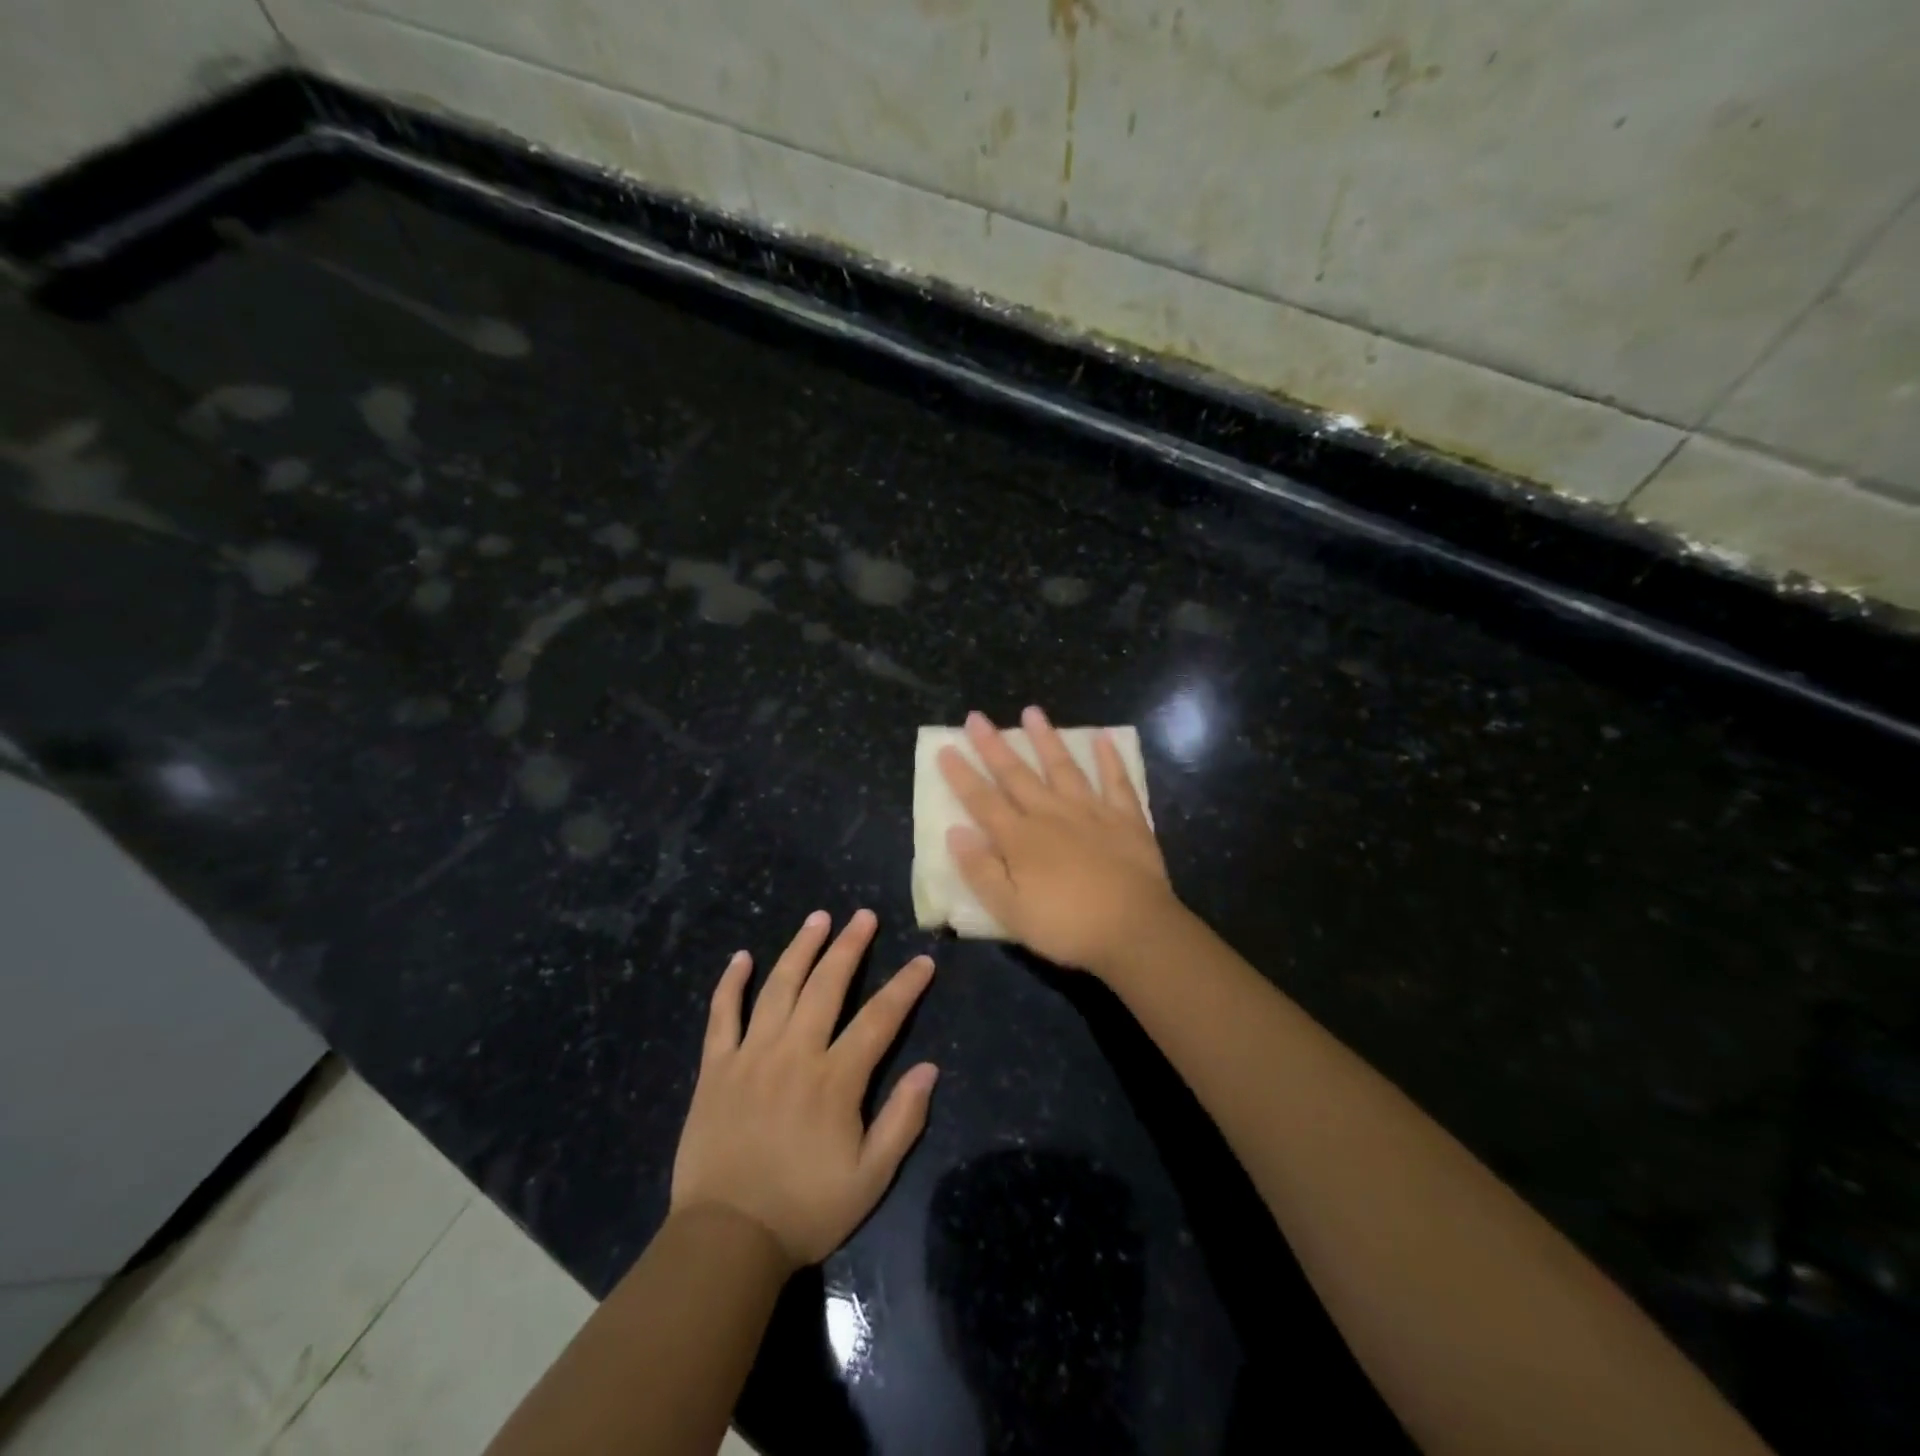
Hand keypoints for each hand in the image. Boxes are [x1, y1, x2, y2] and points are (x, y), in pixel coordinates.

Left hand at [670, 909, 937, 1268]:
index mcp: (835, 1079)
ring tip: (818, 918)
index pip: (879, 1019)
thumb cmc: (804, 1210)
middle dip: (849, 946)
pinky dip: (731, 984)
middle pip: (826, 986)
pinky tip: (741, 958)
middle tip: (864, 916)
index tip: (923, 961)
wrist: (725, 1240)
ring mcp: (751, 1056)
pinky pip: (722, 1016)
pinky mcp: (716, 1068)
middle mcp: (794, 1053)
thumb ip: (902, 1121)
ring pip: (778, 987)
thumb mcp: (869, 1178)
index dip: (905, 987)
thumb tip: (929, 1069)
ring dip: (800, 949)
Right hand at [937, 706, 1177, 974]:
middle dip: (994, 746)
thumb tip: (955, 832)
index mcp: (1021, 839)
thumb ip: (981, 871)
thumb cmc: (1066, 926)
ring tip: (1032, 712)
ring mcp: (1091, 812)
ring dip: (1046, 739)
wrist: (1134, 930)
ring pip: (1063, 767)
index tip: (946, 748)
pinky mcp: (1126, 818)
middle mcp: (1051, 814)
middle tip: (977, 717)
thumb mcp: (1010, 911)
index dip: (962, 775)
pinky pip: (1117, 781)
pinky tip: (1103, 738)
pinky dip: (1110, 759)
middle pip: (1017, 775)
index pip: (982, 800)